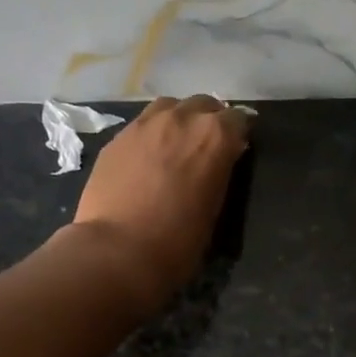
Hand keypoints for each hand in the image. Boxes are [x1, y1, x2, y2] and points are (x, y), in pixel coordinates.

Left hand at [70, 95, 251, 313]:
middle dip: (208, 120)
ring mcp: (144, 124)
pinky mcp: (117, 137)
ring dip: (178, 119)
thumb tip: (218, 162)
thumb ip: (219, 172)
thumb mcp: (215, 206)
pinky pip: (141, 125)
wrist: (118, 251)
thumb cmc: (178, 241)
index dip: (238, 133)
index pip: (237, 119)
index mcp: (215, 135)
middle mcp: (182, 118)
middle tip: (206, 145)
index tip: (236, 148)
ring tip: (175, 143)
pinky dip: (151, 134)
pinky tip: (147, 157)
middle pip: (203, 105)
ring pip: (169, 107)